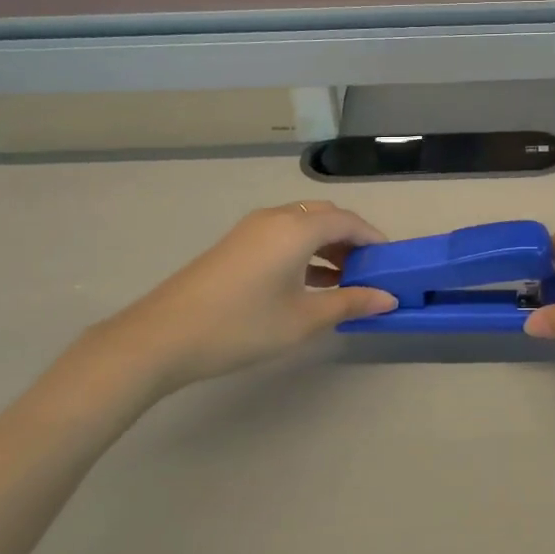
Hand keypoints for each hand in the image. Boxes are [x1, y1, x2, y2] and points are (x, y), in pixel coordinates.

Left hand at [85, 201, 397, 394]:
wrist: (162, 336)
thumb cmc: (242, 325)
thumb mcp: (303, 319)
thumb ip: (350, 303)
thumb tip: (388, 299)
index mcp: (296, 228)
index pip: (348, 221)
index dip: (374, 239)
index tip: (391, 264)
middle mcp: (275, 218)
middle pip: (325, 217)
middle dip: (351, 240)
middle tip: (367, 273)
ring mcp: (251, 229)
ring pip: (302, 225)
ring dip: (326, 246)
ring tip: (343, 283)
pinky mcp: (235, 245)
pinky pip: (282, 236)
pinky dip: (304, 251)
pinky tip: (308, 285)